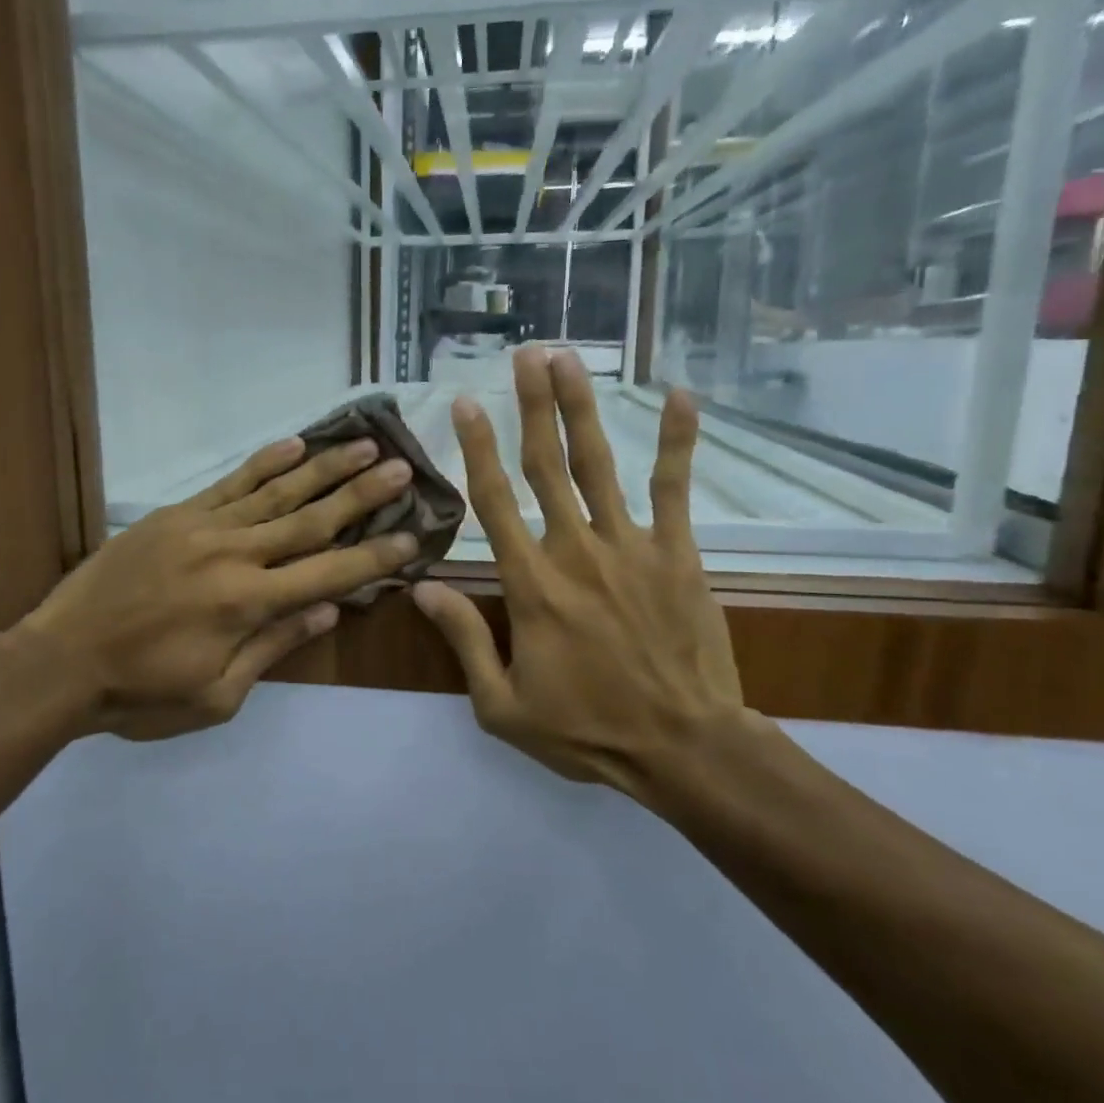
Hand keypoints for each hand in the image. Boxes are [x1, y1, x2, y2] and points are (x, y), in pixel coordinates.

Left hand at [17, 436, 416, 739]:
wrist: (59, 662)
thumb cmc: (140, 694)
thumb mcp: (216, 695)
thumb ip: (273, 647)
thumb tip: (327, 610)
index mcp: (248, 604)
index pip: (328, 573)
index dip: (374, 556)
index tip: (412, 536)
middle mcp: (234, 555)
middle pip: (311, 519)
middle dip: (361, 494)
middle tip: (401, 468)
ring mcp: (202, 527)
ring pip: (276, 491)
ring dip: (324, 467)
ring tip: (363, 443)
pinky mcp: (175, 515)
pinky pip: (229, 483)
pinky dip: (264, 462)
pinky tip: (293, 443)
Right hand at [414, 347, 761, 809]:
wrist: (683, 747)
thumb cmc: (586, 730)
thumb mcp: (502, 704)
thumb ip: (463, 639)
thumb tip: (420, 586)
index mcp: (531, 585)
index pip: (494, 502)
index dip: (477, 448)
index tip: (466, 403)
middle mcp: (575, 550)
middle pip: (546, 465)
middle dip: (532, 405)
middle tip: (525, 355)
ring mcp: (631, 546)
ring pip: (598, 464)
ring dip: (581, 408)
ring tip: (569, 360)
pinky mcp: (678, 552)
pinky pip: (674, 488)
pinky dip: (678, 442)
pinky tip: (681, 397)